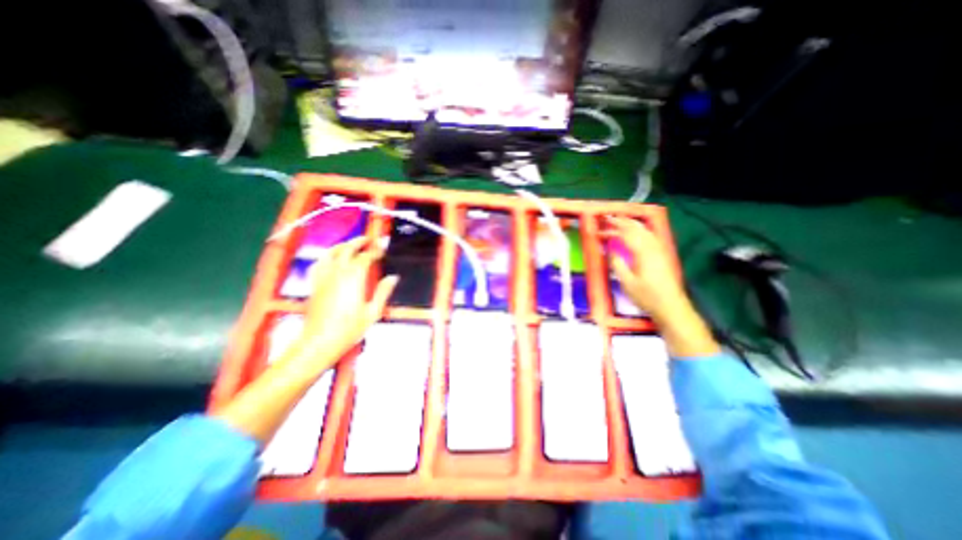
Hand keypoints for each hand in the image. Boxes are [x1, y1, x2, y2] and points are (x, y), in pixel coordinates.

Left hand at [294, 237, 398, 370]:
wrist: (319, 342)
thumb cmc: (349, 329)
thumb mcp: (372, 312)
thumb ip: (383, 292)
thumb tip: (393, 278)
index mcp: (354, 278)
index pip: (366, 257)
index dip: (376, 251)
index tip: (383, 248)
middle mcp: (337, 273)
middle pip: (347, 249)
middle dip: (359, 242)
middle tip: (369, 239)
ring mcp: (323, 277)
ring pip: (331, 253)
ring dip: (342, 245)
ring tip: (351, 243)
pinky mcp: (314, 284)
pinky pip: (318, 263)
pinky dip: (326, 256)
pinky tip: (331, 258)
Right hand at [599, 215, 712, 358]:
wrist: (671, 306)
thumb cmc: (647, 296)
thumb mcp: (627, 282)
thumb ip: (618, 264)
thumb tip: (611, 250)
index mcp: (643, 253)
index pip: (625, 235)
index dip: (612, 230)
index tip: (600, 230)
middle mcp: (653, 247)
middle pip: (637, 228)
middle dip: (622, 221)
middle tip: (608, 218)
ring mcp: (660, 250)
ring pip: (645, 230)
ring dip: (632, 223)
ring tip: (621, 220)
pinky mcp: (663, 254)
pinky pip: (651, 235)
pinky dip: (641, 229)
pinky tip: (638, 231)